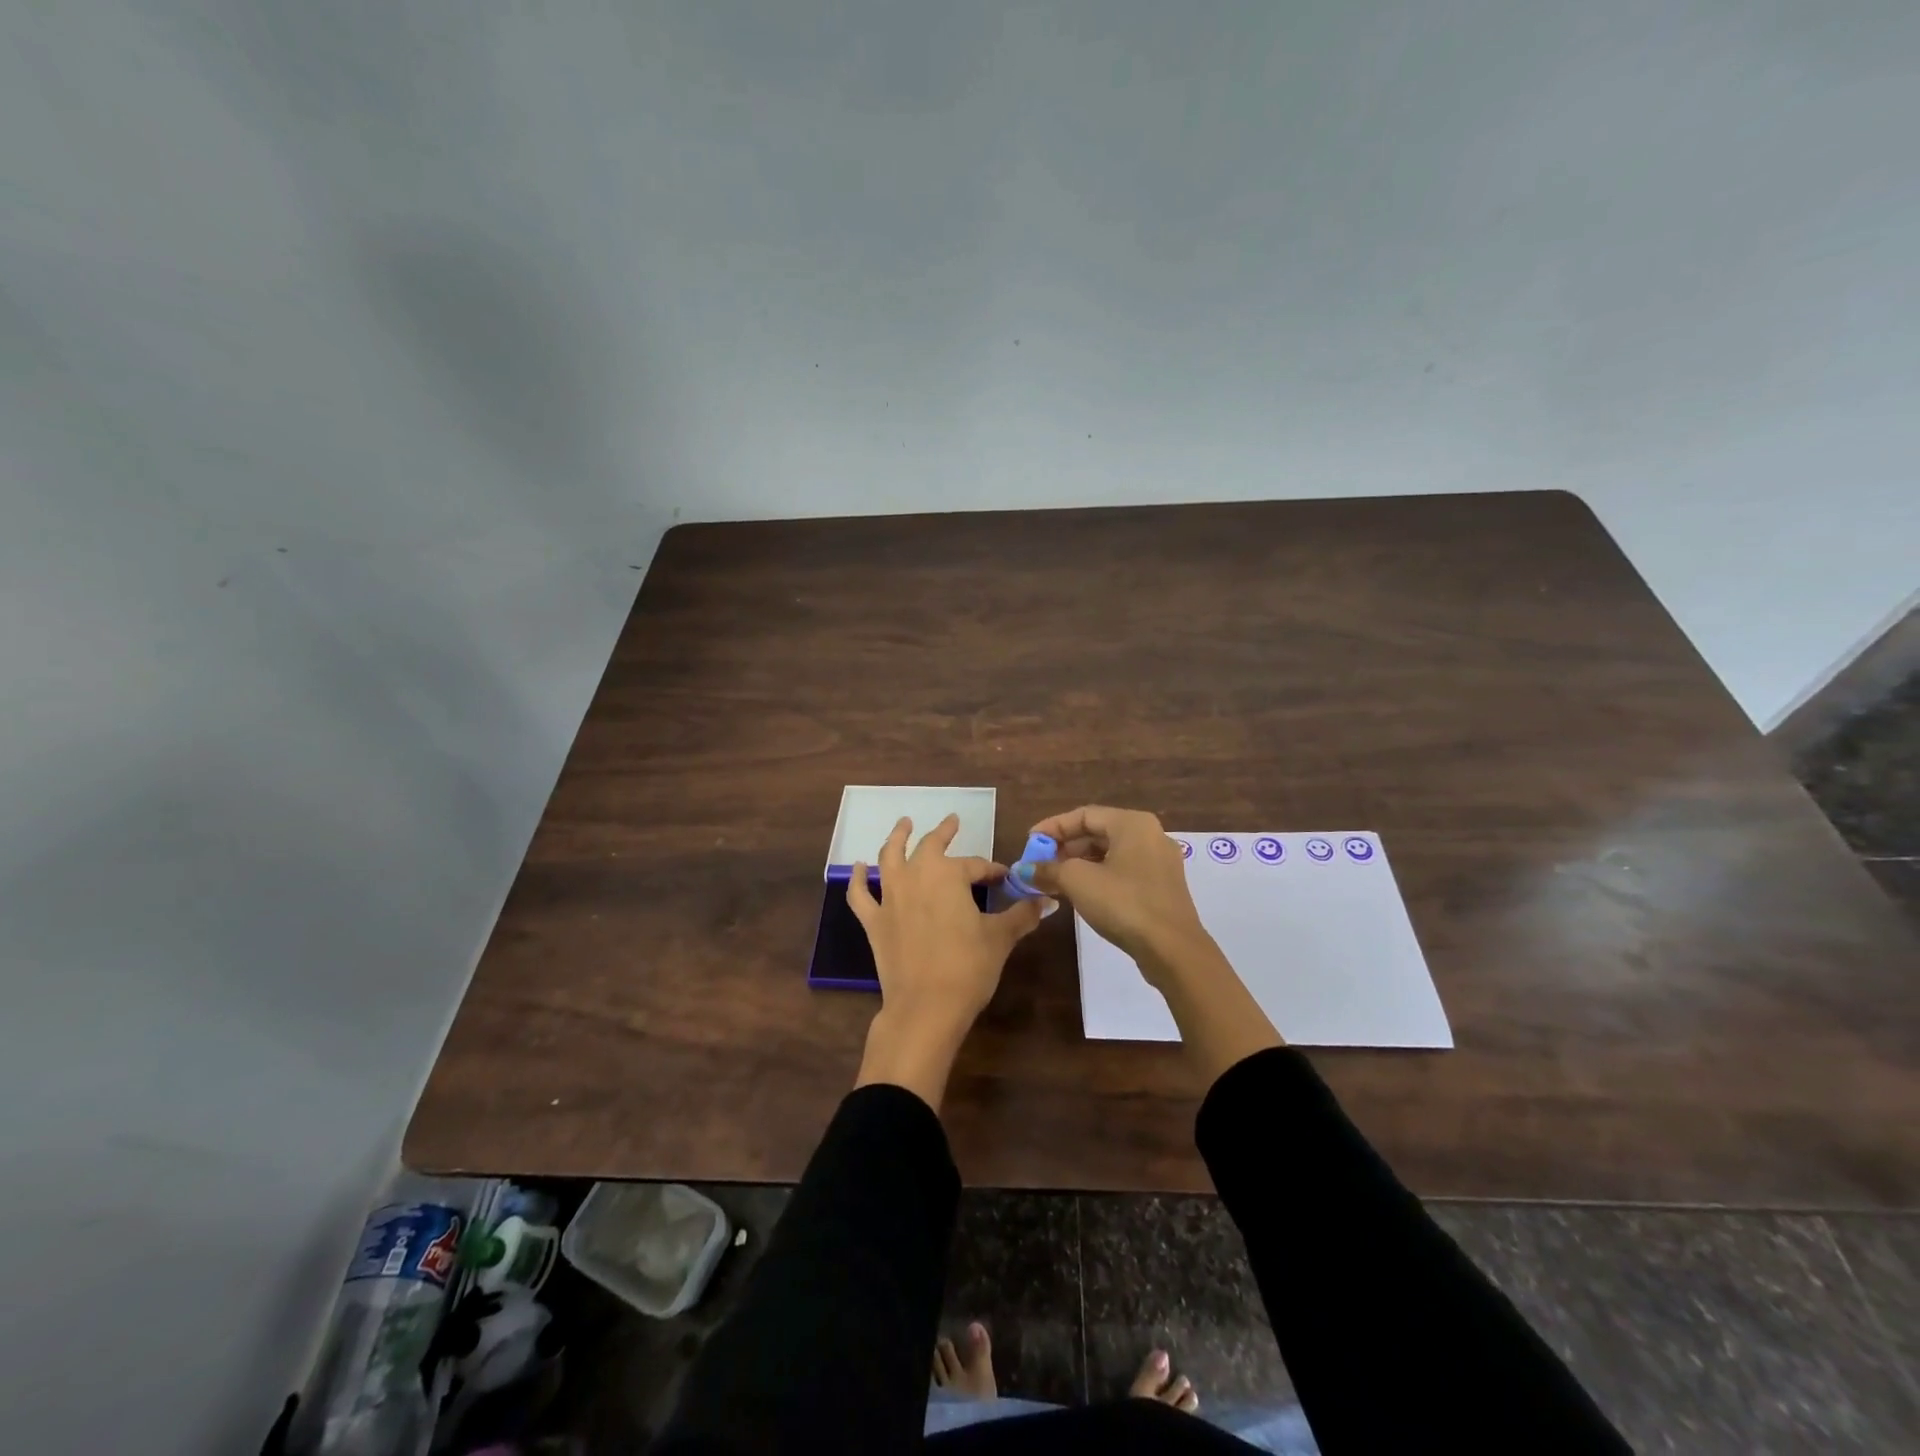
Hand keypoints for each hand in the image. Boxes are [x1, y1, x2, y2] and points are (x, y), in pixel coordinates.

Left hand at [849, 814, 1049, 1109]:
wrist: (926, 1007)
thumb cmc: (968, 967)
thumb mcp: (1000, 938)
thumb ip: (1022, 915)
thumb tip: (1048, 901)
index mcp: (948, 875)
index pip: (976, 866)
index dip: (993, 871)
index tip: (1005, 879)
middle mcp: (916, 875)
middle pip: (930, 846)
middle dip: (944, 833)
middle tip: (952, 822)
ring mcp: (890, 896)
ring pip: (890, 857)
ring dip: (897, 837)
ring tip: (903, 824)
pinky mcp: (873, 921)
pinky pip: (860, 894)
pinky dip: (857, 878)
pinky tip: (857, 867)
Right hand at [1016, 805, 1208, 984]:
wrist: (1173, 950)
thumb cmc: (1124, 903)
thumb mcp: (1078, 881)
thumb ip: (1048, 869)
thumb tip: (1022, 869)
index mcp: (1133, 823)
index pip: (1084, 815)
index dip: (1053, 827)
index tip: (1029, 843)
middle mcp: (1150, 835)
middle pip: (1098, 833)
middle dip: (1065, 848)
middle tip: (1039, 864)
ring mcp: (1160, 862)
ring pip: (1110, 854)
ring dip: (1079, 865)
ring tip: (1054, 881)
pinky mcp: (1162, 887)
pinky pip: (1123, 871)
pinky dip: (1099, 877)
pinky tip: (1080, 894)